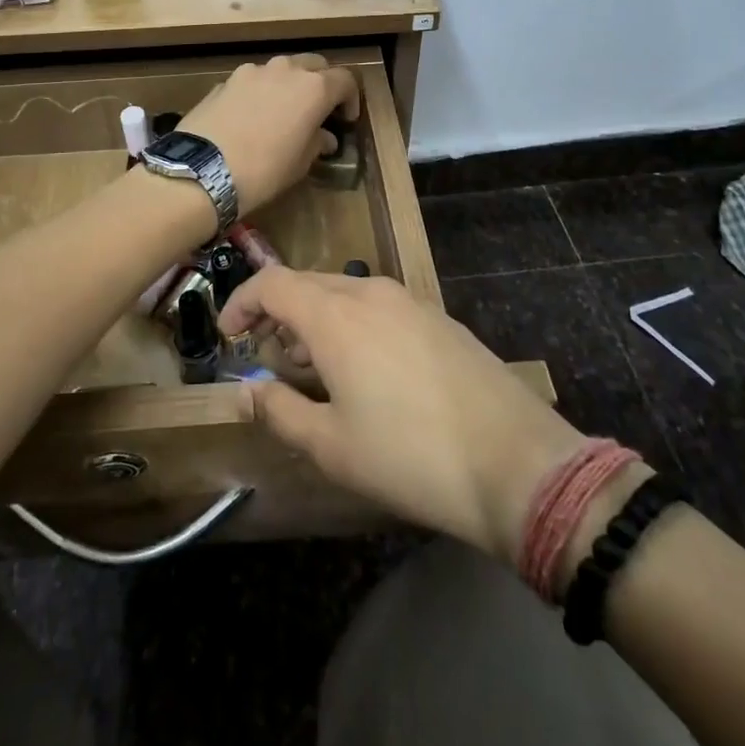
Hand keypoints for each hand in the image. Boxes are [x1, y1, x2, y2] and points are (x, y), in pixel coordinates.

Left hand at [175, 54, 358, 214]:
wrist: (201, 170)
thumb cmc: (264, 170)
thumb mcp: (300, 164)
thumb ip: (317, 142)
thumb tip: (324, 136)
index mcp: (313, 88)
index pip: (345, 80)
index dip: (350, 99)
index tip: (346, 120)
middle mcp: (285, 70)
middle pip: (313, 64)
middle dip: (321, 82)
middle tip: (319, 109)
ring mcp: (251, 72)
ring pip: (280, 69)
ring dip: (288, 84)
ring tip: (283, 112)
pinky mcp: (224, 81)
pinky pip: (252, 81)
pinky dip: (260, 92)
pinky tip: (251, 117)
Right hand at [221, 269, 636, 571]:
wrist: (517, 462)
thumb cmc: (410, 457)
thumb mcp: (331, 446)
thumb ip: (280, 411)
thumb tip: (250, 389)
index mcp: (336, 315)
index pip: (272, 283)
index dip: (241, 302)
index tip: (227, 334)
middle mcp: (370, 292)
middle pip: (307, 284)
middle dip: (278, 313)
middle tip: (269, 357)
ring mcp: (409, 301)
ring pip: (344, 293)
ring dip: (316, 319)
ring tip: (312, 368)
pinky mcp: (437, 317)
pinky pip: (377, 305)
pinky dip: (351, 323)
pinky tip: (363, 368)